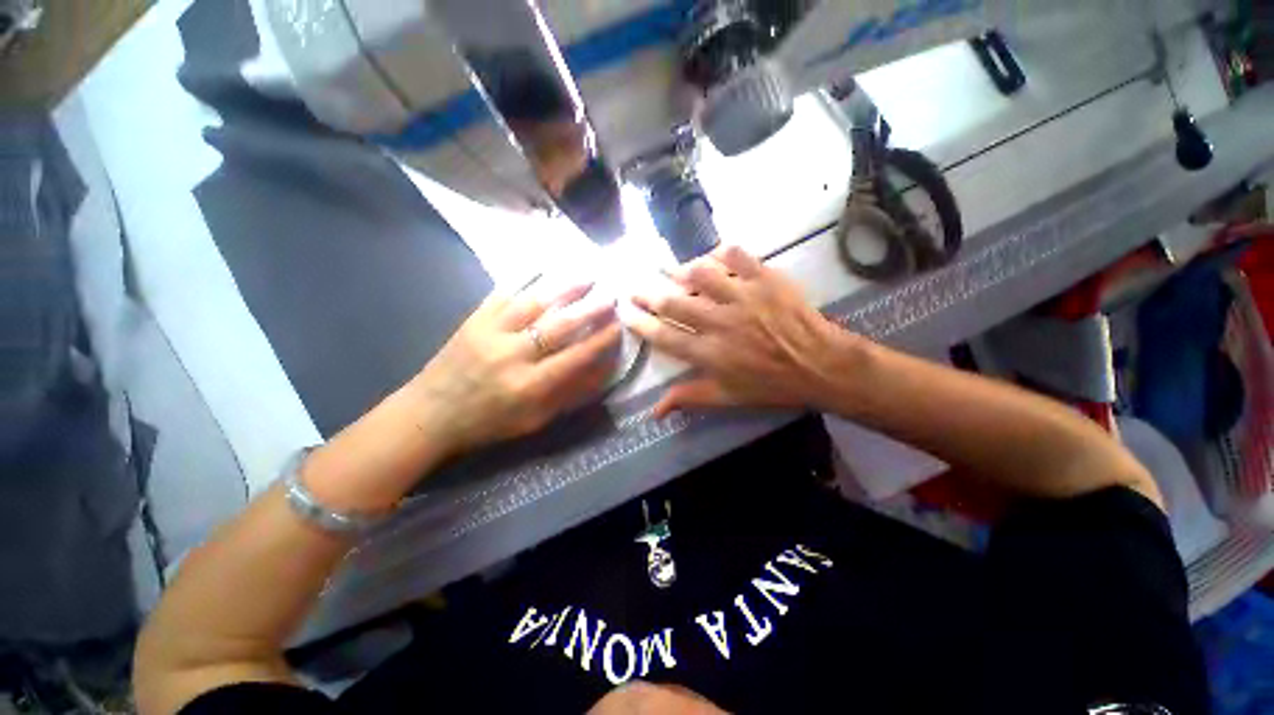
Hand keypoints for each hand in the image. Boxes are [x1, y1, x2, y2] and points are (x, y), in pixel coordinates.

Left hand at [409, 280, 621, 453]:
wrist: (430, 413)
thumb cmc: (489, 422)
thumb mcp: (534, 420)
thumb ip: (569, 394)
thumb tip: (602, 369)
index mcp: (529, 386)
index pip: (575, 357)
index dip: (601, 340)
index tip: (619, 327)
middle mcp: (512, 355)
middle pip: (559, 326)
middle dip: (590, 310)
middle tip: (611, 297)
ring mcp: (490, 332)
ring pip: (534, 303)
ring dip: (564, 288)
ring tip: (587, 277)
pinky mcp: (473, 319)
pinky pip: (504, 293)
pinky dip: (527, 278)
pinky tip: (545, 269)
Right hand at [624, 246, 850, 417]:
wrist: (821, 365)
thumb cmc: (772, 385)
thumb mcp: (728, 398)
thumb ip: (689, 398)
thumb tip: (654, 412)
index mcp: (710, 353)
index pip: (664, 336)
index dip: (641, 323)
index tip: (625, 313)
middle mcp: (720, 322)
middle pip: (674, 303)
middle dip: (648, 294)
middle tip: (635, 288)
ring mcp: (743, 297)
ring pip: (700, 274)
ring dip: (680, 271)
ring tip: (670, 272)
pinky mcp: (765, 279)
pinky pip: (737, 255)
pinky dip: (721, 252)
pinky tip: (713, 257)